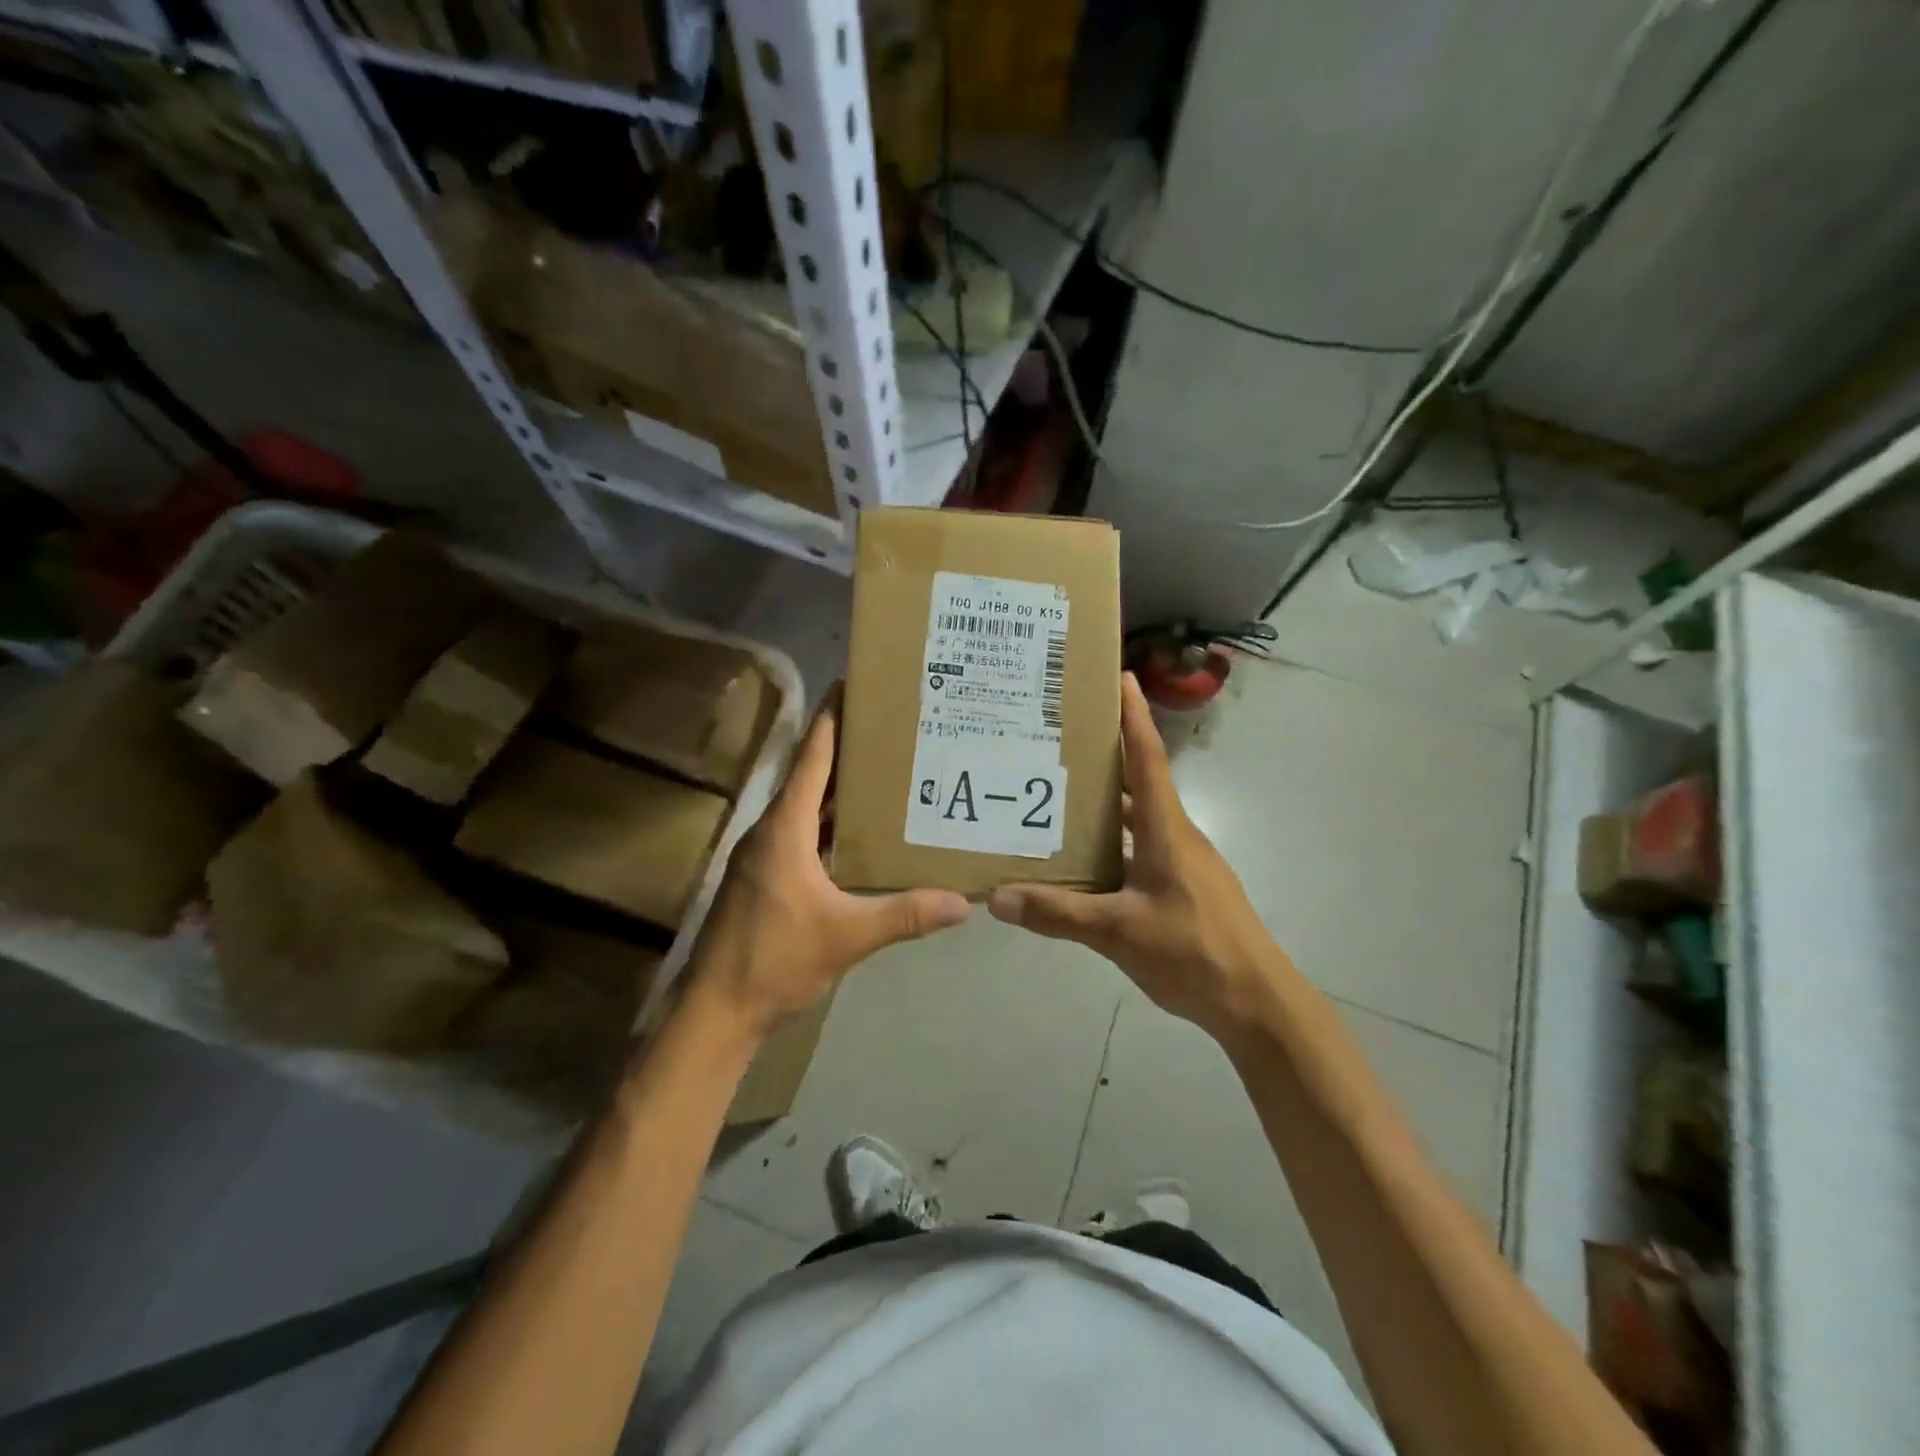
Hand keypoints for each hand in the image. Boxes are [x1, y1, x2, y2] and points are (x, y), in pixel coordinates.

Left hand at [686, 689, 970, 1041]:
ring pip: (805, 808)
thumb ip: (905, 914)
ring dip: (838, 789)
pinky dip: (829, 824)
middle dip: (846, 750)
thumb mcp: (847, 936)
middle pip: (810, 777)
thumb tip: (965, 902)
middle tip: (890, 727)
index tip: (853, 684)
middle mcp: (770, 831)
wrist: (716, 1011)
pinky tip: (859, 832)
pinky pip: (801, 834)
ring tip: (883, 771)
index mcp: (784, 829)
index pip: (812, 759)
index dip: (832, 720)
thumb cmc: (775, 960)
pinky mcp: (766, 878)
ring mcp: (764, 856)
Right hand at [988, 674, 1289, 1041]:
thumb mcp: (1119, 933)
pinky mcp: (1181, 887)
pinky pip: (1139, 848)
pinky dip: (1111, 841)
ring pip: (1137, 818)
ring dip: (1104, 802)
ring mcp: (1182, 862)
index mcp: (1166, 829)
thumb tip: (997, 897)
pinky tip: (1081, 856)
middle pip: (1138, 781)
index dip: (1134, 716)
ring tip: (1056, 791)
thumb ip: (1058, 915)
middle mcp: (1175, 834)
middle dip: (1104, 754)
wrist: (1257, 1001)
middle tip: (1058, 735)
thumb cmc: (1194, 953)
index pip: (1147, 758)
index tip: (1119, 677)